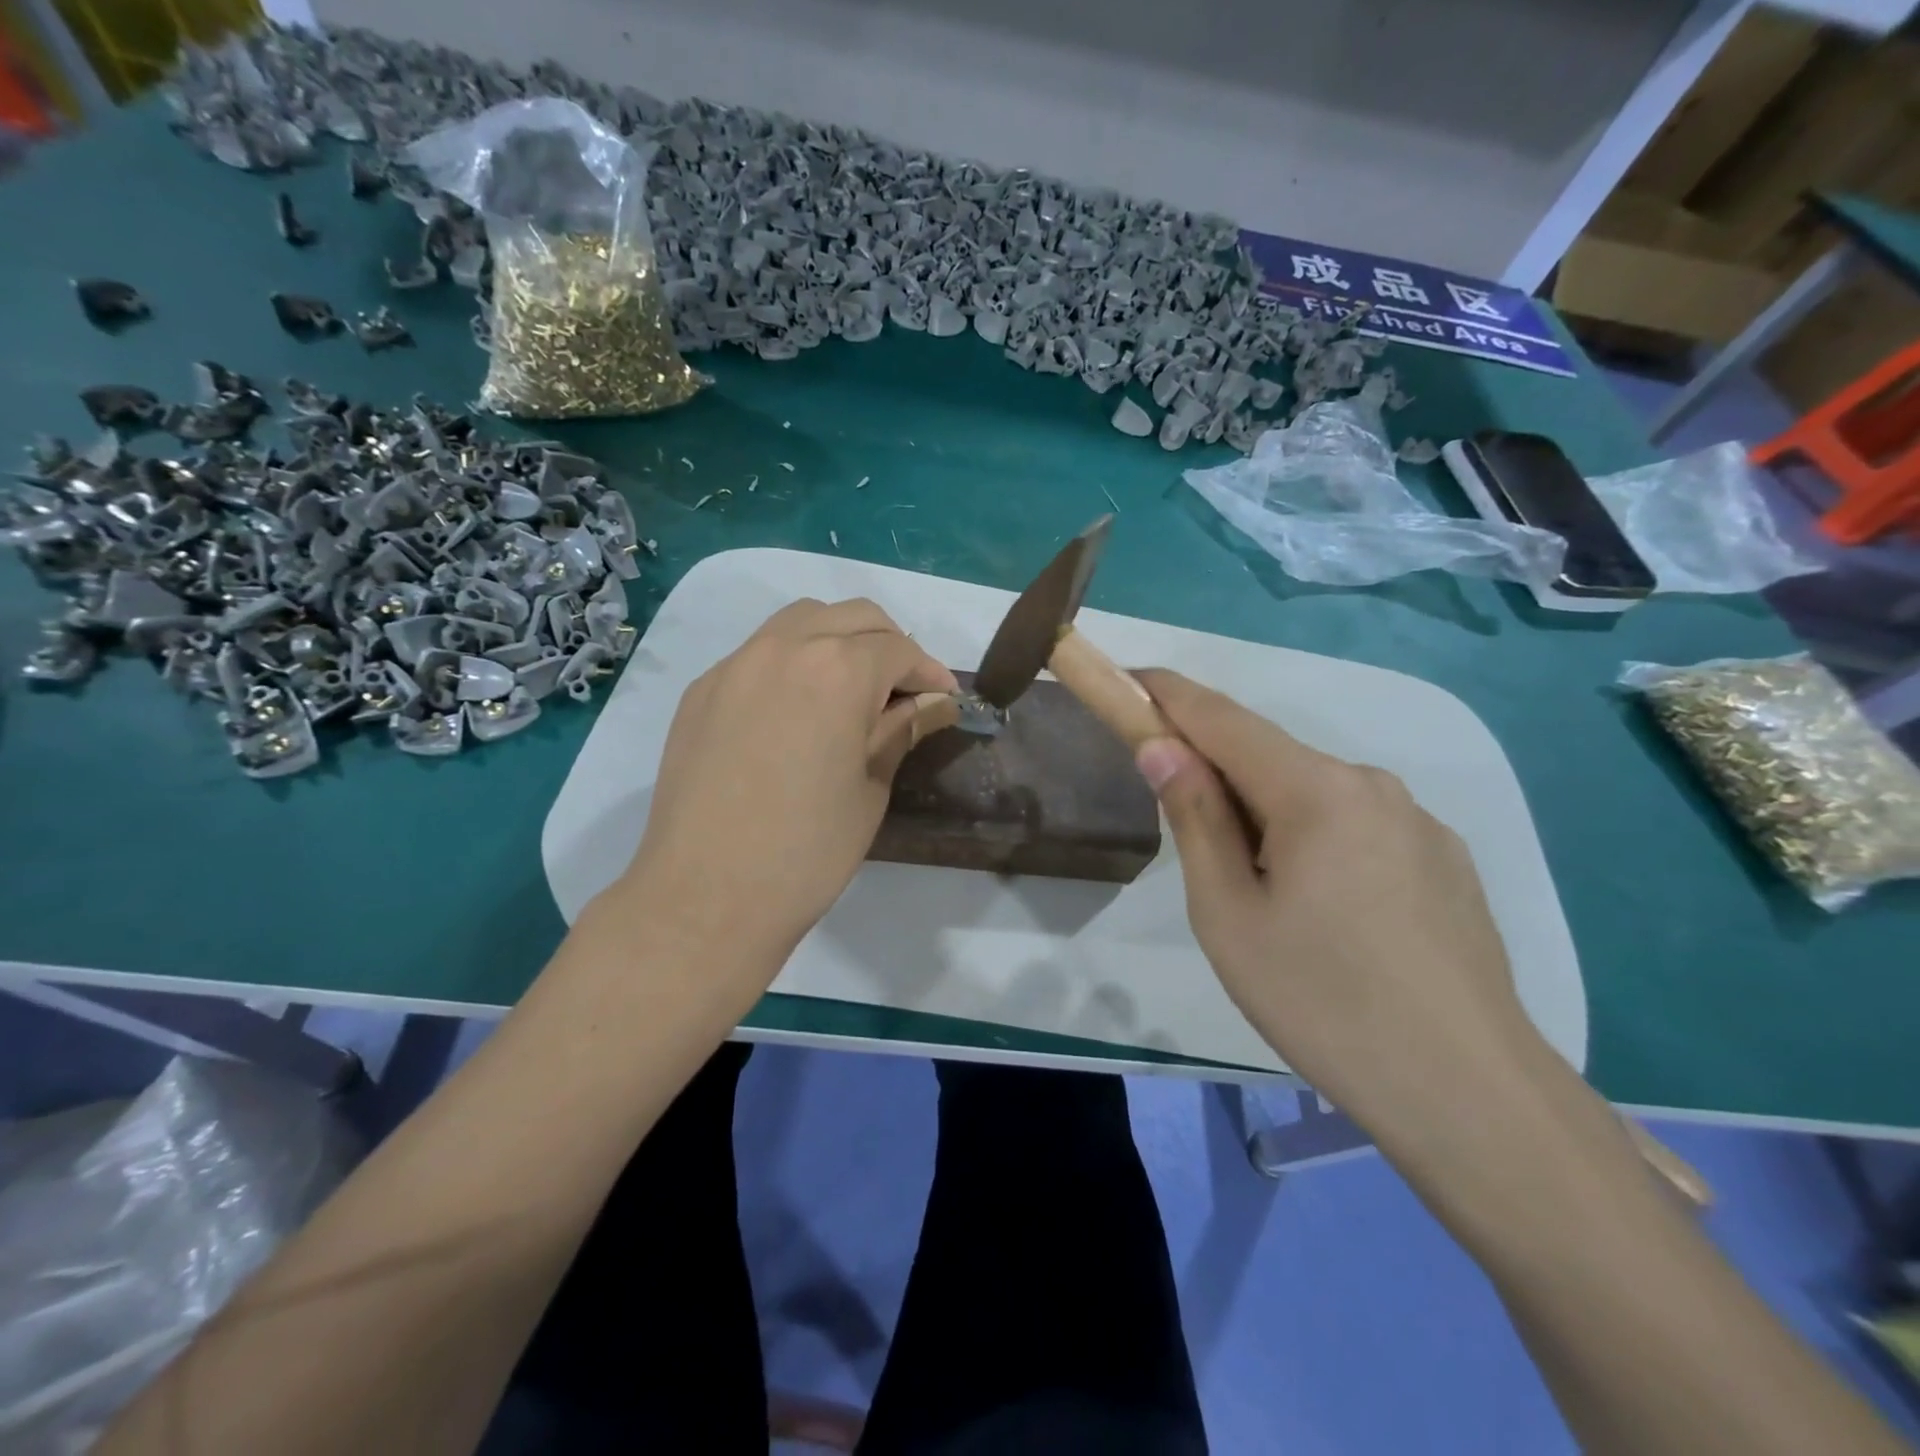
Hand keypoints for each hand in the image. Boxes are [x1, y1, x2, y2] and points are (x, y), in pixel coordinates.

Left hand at [616, 599, 957, 970]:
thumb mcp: (871, 787)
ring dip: (838, 641)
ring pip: (800, 622)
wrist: (706, 896)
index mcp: (837, 670)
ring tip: (852, 689)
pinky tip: (796, 710)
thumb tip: (934, 701)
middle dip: (889, 644)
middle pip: (852, 617)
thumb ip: (901, 729)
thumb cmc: (808, 850)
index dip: (929, 671)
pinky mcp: (701, 691)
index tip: (943, 699)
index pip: (898, 649)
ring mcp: (734, 665)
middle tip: (904, 690)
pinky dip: (792, 662)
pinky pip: (758, 654)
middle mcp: (783, 648)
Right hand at [1132, 669, 1545, 1151]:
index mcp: (1315, 790)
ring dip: (1266, 813)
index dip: (1168, 695)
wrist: (1467, 1093)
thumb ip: (1194, 818)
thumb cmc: (1321, 1001)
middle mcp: (1371, 784)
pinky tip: (1323, 911)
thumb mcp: (1228, 914)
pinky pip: (1356, 825)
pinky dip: (1313, 837)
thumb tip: (1161, 748)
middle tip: (1185, 829)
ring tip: (1259, 894)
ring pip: (1313, 793)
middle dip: (1216, 771)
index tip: (1128, 681)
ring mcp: (1417, 821)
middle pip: (1270, 756)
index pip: (1222, 717)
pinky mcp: (1444, 858)